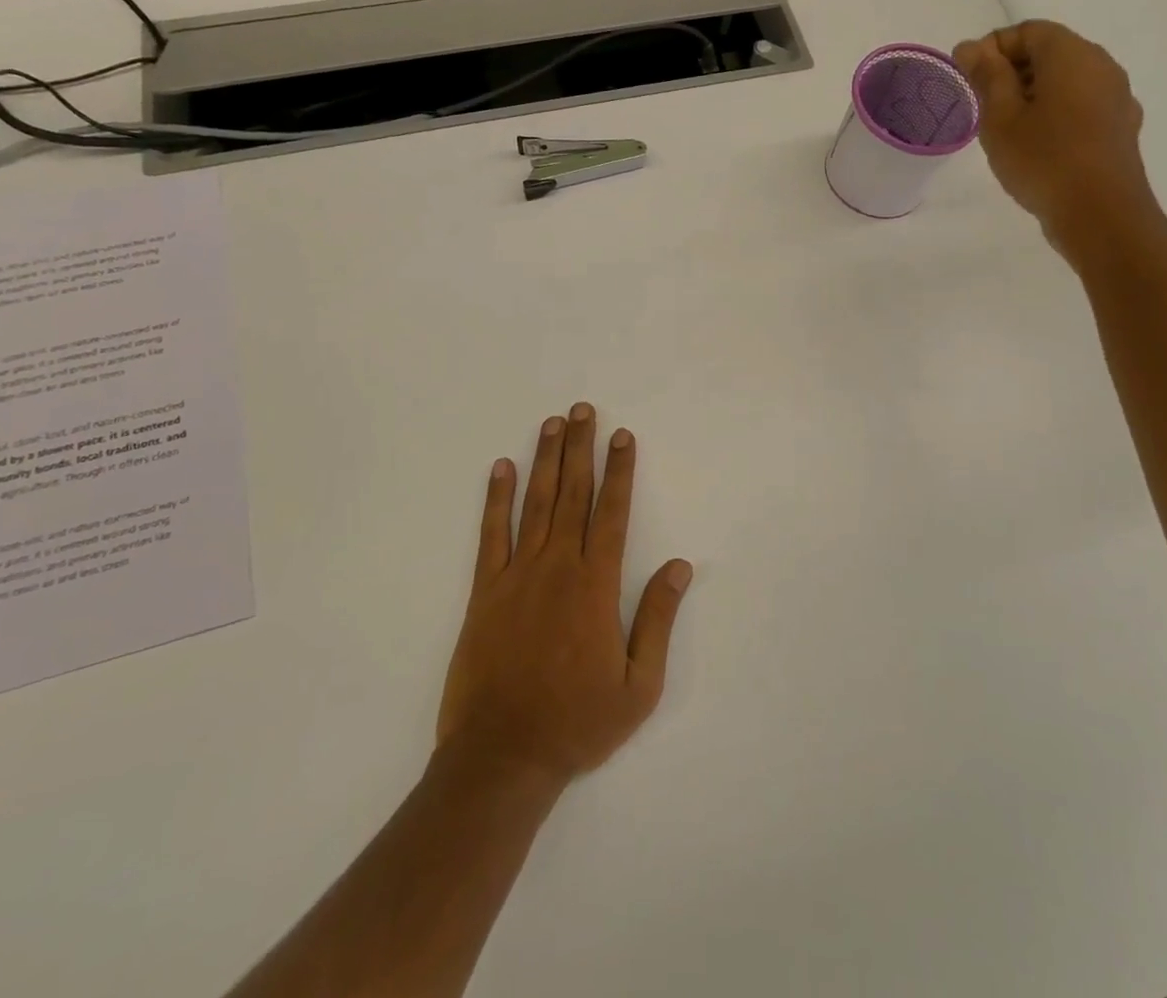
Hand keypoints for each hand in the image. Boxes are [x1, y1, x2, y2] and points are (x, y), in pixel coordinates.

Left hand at [436, 404, 692, 787]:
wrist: (502, 757)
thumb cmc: (577, 723)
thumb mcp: (639, 685)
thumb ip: (658, 619)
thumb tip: (681, 566)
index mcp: (596, 585)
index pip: (613, 512)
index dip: (620, 471)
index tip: (622, 437)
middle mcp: (558, 567)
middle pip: (574, 494)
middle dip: (581, 448)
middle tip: (583, 410)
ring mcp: (518, 575)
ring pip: (536, 503)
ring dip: (545, 460)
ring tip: (552, 424)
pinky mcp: (485, 591)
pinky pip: (491, 534)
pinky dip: (497, 498)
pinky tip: (501, 468)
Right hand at [953, 20, 1158, 260]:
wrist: (1101, 215)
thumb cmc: (1043, 161)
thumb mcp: (1000, 118)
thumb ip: (986, 77)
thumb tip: (971, 47)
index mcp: (1071, 55)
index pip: (1028, 30)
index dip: (992, 48)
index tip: (967, 78)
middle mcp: (1101, 66)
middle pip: (1050, 52)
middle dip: (1011, 71)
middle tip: (981, 105)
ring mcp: (1116, 98)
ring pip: (1066, 81)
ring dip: (1032, 94)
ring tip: (1005, 129)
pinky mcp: (1120, 128)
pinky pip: (1081, 106)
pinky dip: (1055, 113)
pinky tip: (1037, 145)